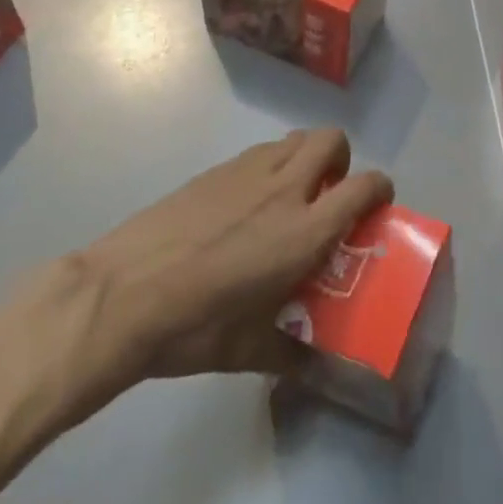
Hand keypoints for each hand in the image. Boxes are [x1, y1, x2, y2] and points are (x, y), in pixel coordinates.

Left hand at [59, 129, 391, 416]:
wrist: (121, 295)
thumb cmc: (193, 327)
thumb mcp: (247, 351)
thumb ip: (289, 350)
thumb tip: (312, 365)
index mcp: (304, 231)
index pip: (364, 186)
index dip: (380, 189)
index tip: (377, 206)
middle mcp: (285, 189)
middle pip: (332, 140)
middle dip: (341, 159)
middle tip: (329, 193)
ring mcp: (247, 172)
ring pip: (295, 138)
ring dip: (305, 157)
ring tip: (289, 195)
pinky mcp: (216, 170)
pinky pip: (259, 152)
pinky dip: (269, 165)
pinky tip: (245, 204)